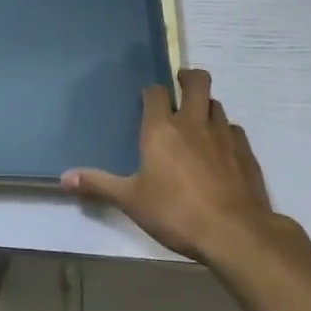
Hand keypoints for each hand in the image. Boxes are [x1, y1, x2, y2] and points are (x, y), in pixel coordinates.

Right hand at [61, 68, 275, 262]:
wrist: (234, 233)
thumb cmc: (175, 212)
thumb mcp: (130, 200)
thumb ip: (98, 185)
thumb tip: (63, 178)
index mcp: (161, 128)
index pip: (156, 93)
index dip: (151, 92)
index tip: (148, 99)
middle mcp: (193, 123)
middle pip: (197, 82)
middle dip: (189, 77)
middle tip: (181, 86)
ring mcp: (224, 135)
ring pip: (217, 105)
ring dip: (207, 106)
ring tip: (199, 120)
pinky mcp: (246, 153)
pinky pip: (235, 130)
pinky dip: (226, 132)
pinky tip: (222, 149)